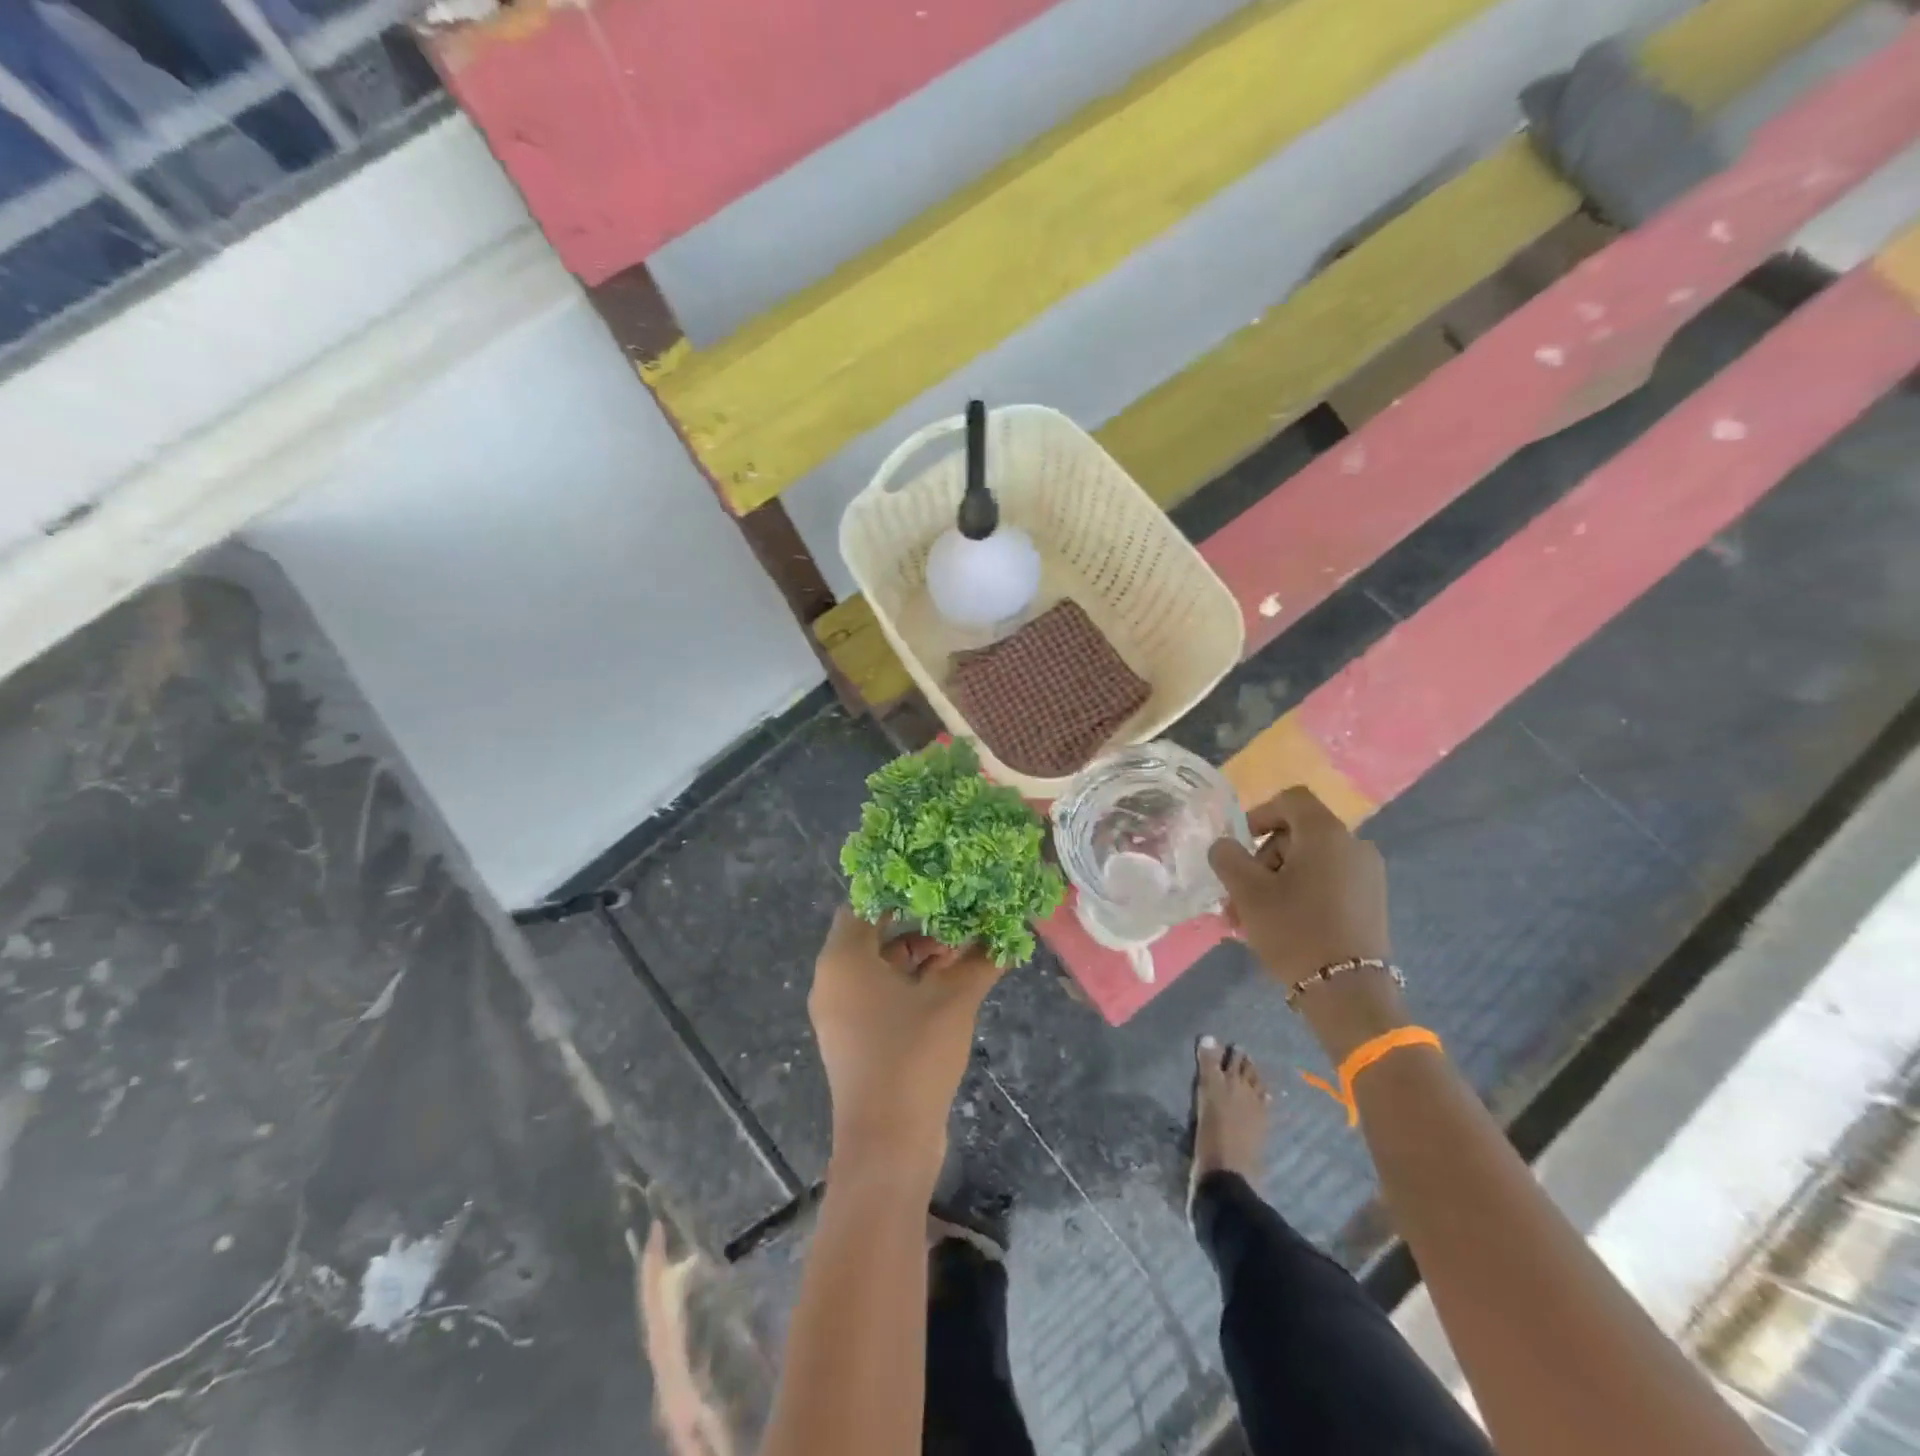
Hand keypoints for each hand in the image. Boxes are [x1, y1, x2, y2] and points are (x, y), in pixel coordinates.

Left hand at [809, 907, 1002, 1180]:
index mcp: (843, 959)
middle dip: (918, 924)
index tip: (936, 880)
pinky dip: (910, 983)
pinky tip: (952, 983)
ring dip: (919, 956)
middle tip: (959, 914)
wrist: (887, 1144)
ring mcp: (841, 1012)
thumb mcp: (954, 1000)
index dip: (900, 888)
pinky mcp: (854, 1037)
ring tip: (963, 950)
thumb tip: (1009, 933)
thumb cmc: (912, 1056)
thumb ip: (981, 960)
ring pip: (880, 965)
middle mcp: (833, 979)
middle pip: (875, 933)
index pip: (864, 902)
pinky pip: (880, 993)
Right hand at [1207, 786, 1390, 989]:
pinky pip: (1326, 884)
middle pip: (1296, 835)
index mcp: (1326, 834)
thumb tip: (1226, 846)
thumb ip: (1227, 857)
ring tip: (1249, 920)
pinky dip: (1299, 895)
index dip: (1259, 814)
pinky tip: (1278, 927)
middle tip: (1238, 895)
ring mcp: (1367, 876)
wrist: (1348, 992)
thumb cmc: (1294, 930)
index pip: (1290, 799)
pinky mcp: (1370, 903)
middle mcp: (1353, 846)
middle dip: (1261, 860)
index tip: (1240, 845)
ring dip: (1274, 883)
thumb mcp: (1247, 891)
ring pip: (1308, 864)